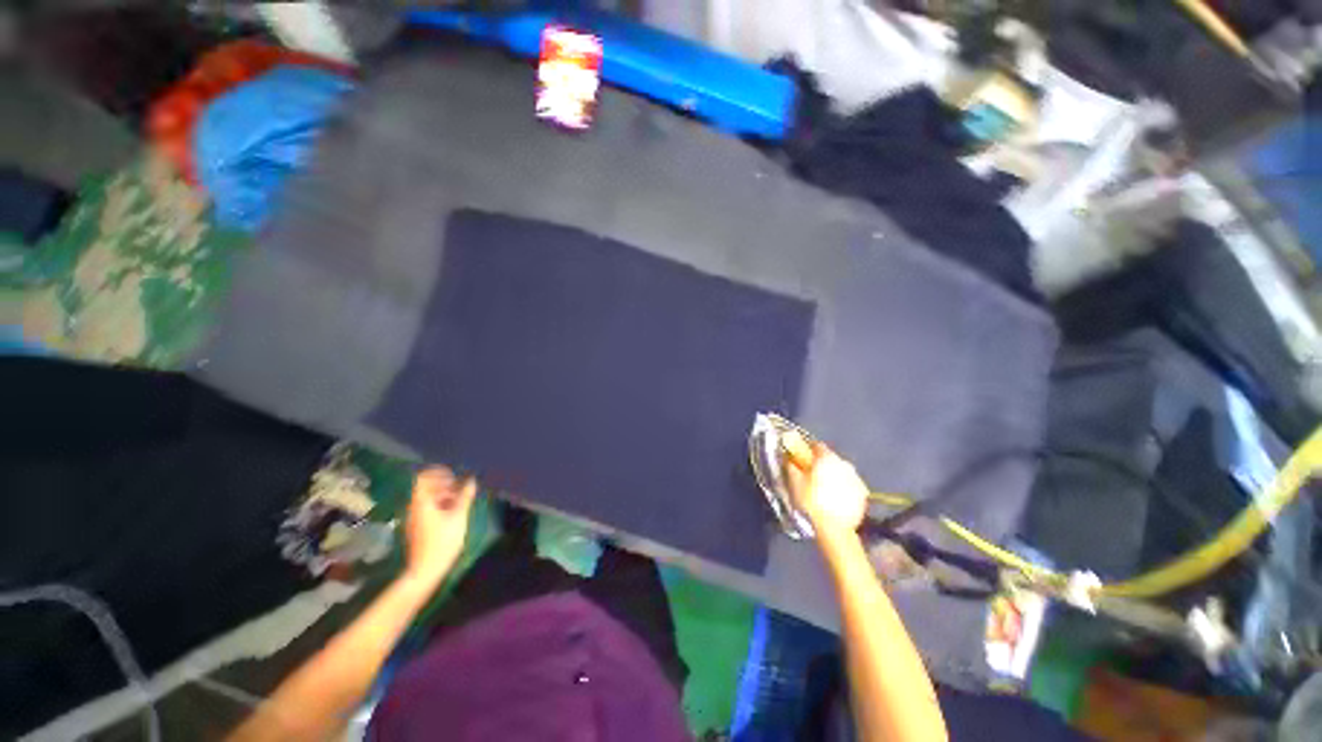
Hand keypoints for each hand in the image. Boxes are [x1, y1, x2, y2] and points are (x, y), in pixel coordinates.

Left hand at [402, 466, 476, 586]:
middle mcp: (415, 506)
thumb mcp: (459, 516)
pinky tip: (453, 512)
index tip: (454, 475)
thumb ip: (465, 496)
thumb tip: (472, 480)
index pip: (424, 477)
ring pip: (428, 497)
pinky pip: (428, 507)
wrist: (425, 570)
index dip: (438, 472)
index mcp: (422, 502)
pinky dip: (441, 504)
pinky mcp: (418, 526)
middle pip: (426, 486)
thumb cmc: (443, 541)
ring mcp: (415, 517)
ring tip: (460, 499)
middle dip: (444, 483)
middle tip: (461, 487)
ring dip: (444, 494)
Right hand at [784, 435, 868, 537]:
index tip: (801, 457)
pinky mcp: (863, 493)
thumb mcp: (795, 482)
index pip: (816, 445)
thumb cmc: (811, 501)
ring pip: (841, 471)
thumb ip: (791, 466)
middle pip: (830, 457)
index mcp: (827, 458)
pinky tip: (835, 498)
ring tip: (823, 488)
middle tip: (810, 474)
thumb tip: (788, 457)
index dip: (807, 449)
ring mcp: (856, 478)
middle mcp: (844, 463)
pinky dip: (842, 487)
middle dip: (821, 463)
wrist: (835, 528)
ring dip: (832, 475)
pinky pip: (850, 484)